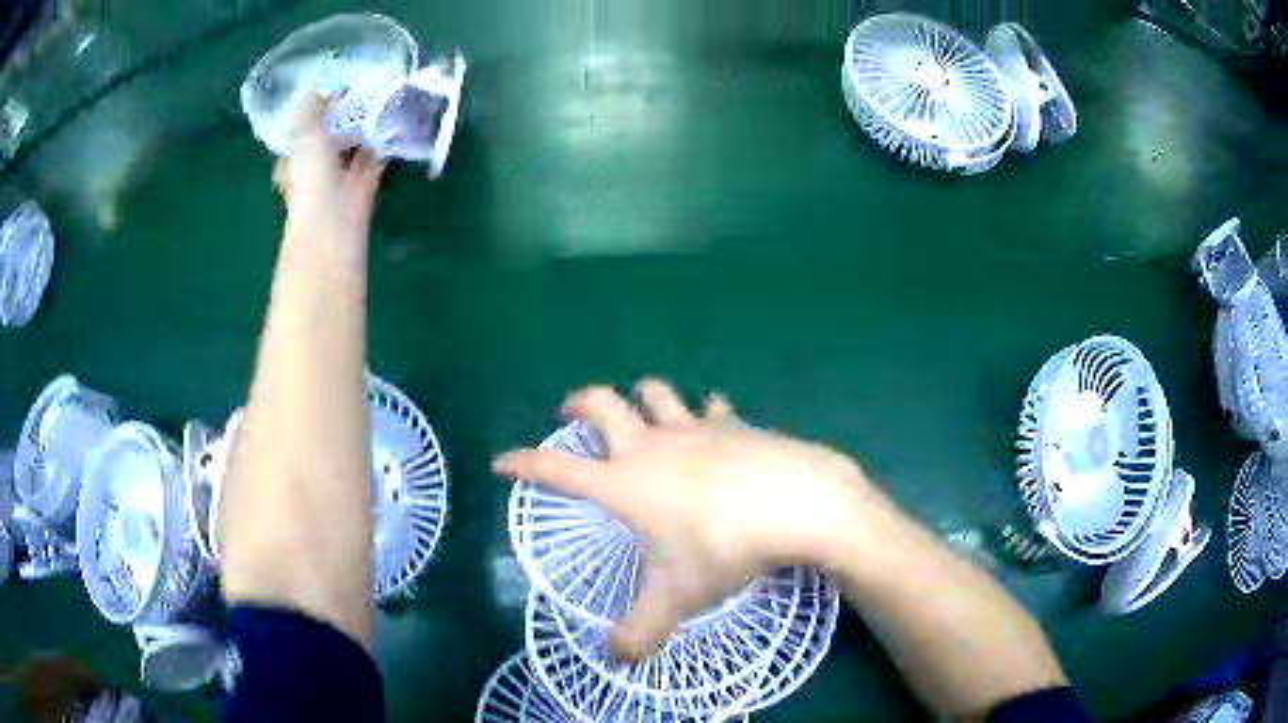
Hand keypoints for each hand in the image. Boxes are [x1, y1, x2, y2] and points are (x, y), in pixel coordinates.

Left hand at [272, 95, 382, 256]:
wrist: (334, 222)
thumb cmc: (311, 180)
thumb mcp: (304, 136)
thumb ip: (308, 111)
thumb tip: (313, 90)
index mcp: (294, 161)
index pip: (302, 131)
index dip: (314, 109)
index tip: (331, 88)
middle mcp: (315, 168)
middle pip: (330, 135)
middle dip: (343, 115)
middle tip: (360, 86)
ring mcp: (341, 176)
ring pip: (353, 143)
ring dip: (365, 125)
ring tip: (380, 93)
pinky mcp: (366, 181)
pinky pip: (375, 154)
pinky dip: (384, 139)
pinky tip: (394, 116)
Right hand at [493, 379, 894, 660]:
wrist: (797, 503)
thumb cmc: (724, 548)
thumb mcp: (677, 598)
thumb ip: (641, 632)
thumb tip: (618, 659)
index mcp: (625, 484)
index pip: (558, 470)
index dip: (525, 464)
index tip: (502, 462)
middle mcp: (652, 446)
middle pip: (602, 404)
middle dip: (579, 403)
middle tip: (570, 412)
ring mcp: (696, 429)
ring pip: (656, 393)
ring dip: (641, 395)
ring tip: (639, 408)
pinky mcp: (735, 425)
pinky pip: (713, 409)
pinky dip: (707, 413)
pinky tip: (715, 421)